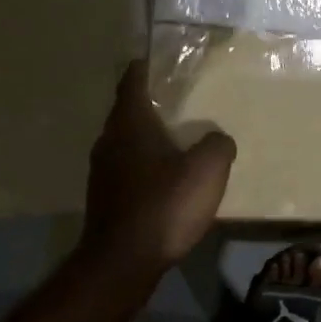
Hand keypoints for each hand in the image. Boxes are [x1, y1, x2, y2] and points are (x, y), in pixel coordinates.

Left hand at [80, 60, 235, 274]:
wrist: (122, 261)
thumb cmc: (164, 206)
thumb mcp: (207, 170)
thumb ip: (218, 145)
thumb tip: (217, 139)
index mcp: (130, 123)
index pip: (133, 80)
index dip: (146, 66)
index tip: (162, 60)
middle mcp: (109, 141)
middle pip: (128, 111)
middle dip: (152, 104)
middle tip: (182, 101)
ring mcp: (102, 172)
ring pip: (126, 142)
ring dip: (149, 138)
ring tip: (178, 141)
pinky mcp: (105, 199)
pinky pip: (127, 170)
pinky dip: (145, 166)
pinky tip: (166, 181)